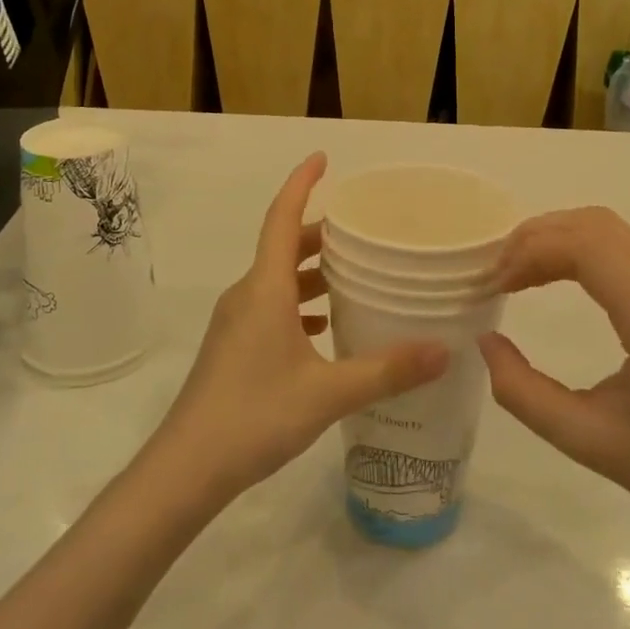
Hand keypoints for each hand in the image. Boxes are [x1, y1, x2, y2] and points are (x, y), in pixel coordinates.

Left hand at [153, 153, 449, 502]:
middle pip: (284, 245)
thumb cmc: (253, 416)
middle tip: (363, 229)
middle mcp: (248, 295)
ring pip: (278, 279)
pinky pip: (272, 307)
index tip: (323, 158)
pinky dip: (301, 304)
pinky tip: (327, 328)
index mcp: (265, 288)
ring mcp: (236, 322)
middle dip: (321, 232)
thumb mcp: (327, 394)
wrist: (185, 470)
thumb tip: (444, 350)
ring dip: (312, 270)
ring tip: (355, 274)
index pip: (282, 217)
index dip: (301, 183)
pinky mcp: (234, 348)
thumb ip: (386, 371)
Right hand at [478, 208, 629, 532]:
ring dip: (554, 237)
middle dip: (537, 237)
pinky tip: (549, 276)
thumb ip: (525, 394)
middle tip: (497, 273)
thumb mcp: (586, 443)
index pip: (590, 249)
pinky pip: (619, 246)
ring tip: (516, 272)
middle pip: (596, 226)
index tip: (496, 285)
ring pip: (607, 228)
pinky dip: (574, 248)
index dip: (533, 252)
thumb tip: (486, 339)